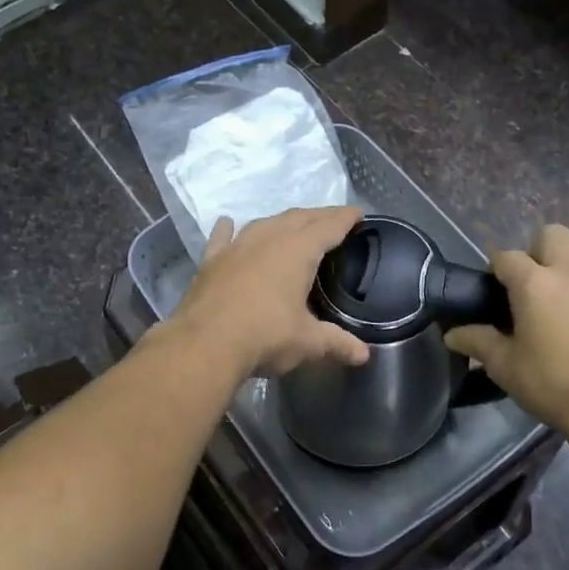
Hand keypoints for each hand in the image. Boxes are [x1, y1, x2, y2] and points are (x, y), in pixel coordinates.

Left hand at [168, 207, 370, 376]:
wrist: (205, 344)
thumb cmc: (265, 337)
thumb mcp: (307, 342)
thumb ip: (337, 343)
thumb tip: (364, 355)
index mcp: (298, 250)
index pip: (329, 226)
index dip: (345, 218)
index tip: (358, 213)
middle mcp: (268, 238)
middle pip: (299, 218)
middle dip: (318, 216)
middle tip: (332, 220)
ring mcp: (237, 246)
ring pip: (264, 223)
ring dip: (281, 222)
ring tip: (292, 226)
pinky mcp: (211, 261)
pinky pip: (223, 238)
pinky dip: (229, 230)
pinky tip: (227, 224)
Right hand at [444, 225, 568, 436]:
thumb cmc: (554, 385)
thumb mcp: (505, 367)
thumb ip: (478, 342)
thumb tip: (451, 334)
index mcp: (534, 283)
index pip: (506, 257)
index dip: (497, 269)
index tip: (495, 289)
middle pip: (552, 234)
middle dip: (538, 251)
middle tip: (534, 283)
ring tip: (568, 285)